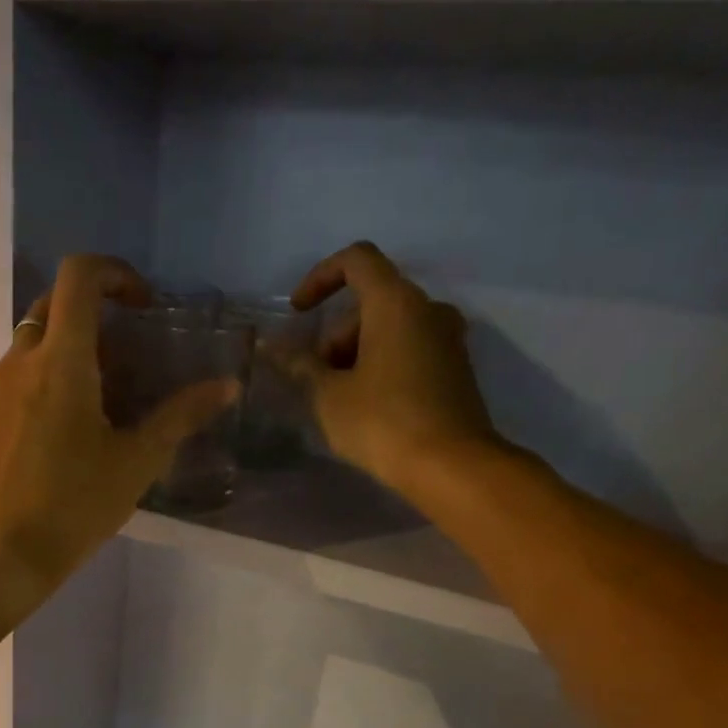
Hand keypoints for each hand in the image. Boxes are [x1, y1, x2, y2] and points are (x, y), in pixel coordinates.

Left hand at [0, 254, 238, 605]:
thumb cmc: (72, 508)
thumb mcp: (135, 464)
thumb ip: (180, 417)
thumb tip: (227, 386)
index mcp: (61, 362)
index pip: (79, 277)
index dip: (113, 273)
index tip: (138, 305)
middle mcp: (16, 363)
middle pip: (50, 310)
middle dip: (87, 322)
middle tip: (116, 368)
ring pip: (25, 355)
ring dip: (57, 366)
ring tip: (81, 419)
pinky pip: (2, 391)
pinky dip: (29, 397)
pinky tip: (42, 448)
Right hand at [290, 242, 505, 497]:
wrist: (451, 467)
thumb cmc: (383, 423)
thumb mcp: (329, 396)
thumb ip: (300, 365)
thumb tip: (271, 347)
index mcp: (396, 303)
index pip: (357, 260)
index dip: (320, 278)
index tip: (298, 313)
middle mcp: (428, 309)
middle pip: (372, 301)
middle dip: (336, 334)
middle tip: (318, 379)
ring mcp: (448, 339)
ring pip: (392, 328)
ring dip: (358, 352)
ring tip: (339, 398)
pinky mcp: (456, 369)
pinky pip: (410, 350)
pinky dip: (383, 364)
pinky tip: (368, 406)